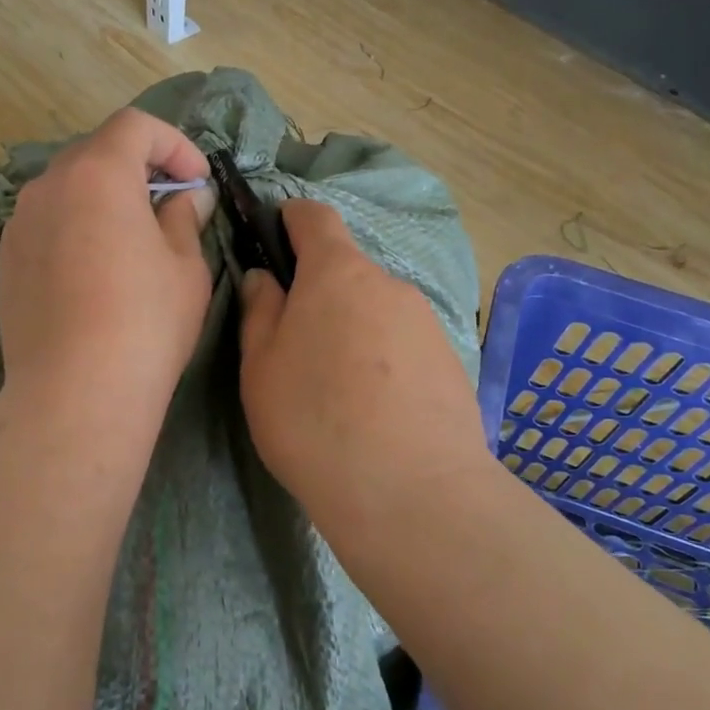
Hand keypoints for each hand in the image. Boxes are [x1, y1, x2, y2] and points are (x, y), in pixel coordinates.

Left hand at [0, 108, 217, 413]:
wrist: (75, 392)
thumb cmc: (146, 321)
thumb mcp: (185, 266)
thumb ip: (184, 217)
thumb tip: (187, 197)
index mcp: (97, 173)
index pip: (135, 126)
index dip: (174, 144)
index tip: (197, 182)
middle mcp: (48, 186)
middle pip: (97, 153)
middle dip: (139, 169)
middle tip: (171, 208)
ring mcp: (19, 224)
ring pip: (69, 190)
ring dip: (105, 199)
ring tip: (133, 242)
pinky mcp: (6, 262)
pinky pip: (48, 225)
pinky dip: (77, 228)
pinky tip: (96, 273)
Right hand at [238, 201, 489, 526]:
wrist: (411, 492)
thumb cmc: (314, 420)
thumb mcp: (261, 367)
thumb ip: (259, 312)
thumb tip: (264, 278)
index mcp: (337, 274)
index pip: (316, 217)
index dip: (292, 218)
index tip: (275, 235)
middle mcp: (388, 285)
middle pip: (347, 272)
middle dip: (319, 293)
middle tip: (296, 345)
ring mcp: (426, 323)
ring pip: (376, 311)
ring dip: (352, 331)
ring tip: (337, 390)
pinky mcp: (450, 362)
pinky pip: (403, 346)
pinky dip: (383, 361)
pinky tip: (374, 411)